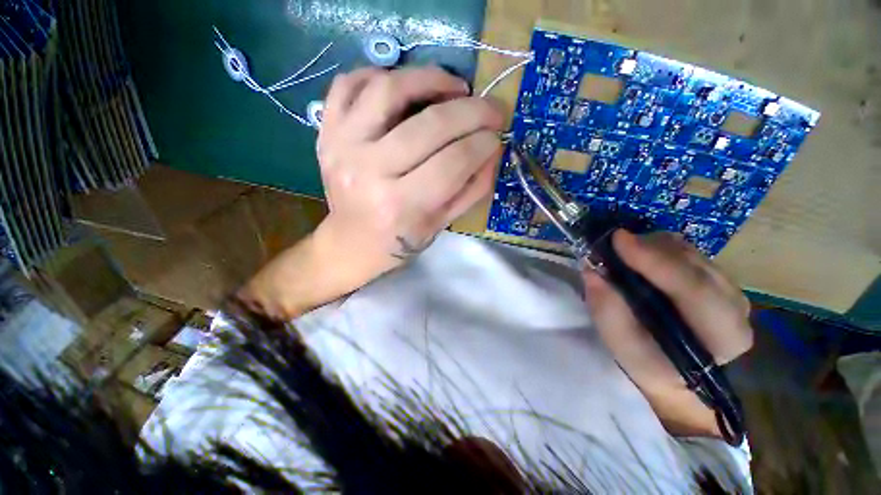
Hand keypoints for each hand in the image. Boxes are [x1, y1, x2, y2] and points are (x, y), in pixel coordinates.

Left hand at [239, 67, 504, 319]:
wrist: (353, 242)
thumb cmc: (401, 239)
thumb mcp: (442, 223)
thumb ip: (473, 188)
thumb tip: (493, 148)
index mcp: (401, 205)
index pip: (452, 162)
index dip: (482, 143)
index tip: (497, 135)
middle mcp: (369, 172)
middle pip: (429, 125)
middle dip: (471, 111)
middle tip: (491, 108)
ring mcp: (342, 146)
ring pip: (388, 89)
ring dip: (430, 78)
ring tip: (454, 87)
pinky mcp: (326, 132)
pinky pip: (349, 83)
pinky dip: (381, 74)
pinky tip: (405, 86)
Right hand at [583, 230, 752, 438]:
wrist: (680, 377)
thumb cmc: (651, 367)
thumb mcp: (624, 347)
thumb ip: (607, 310)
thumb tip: (591, 271)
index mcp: (721, 334)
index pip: (692, 288)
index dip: (654, 260)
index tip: (618, 239)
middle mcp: (736, 306)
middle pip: (694, 262)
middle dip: (650, 248)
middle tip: (613, 245)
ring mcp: (731, 290)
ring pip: (692, 252)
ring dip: (653, 247)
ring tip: (624, 254)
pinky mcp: (720, 280)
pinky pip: (689, 253)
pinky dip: (660, 249)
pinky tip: (642, 259)